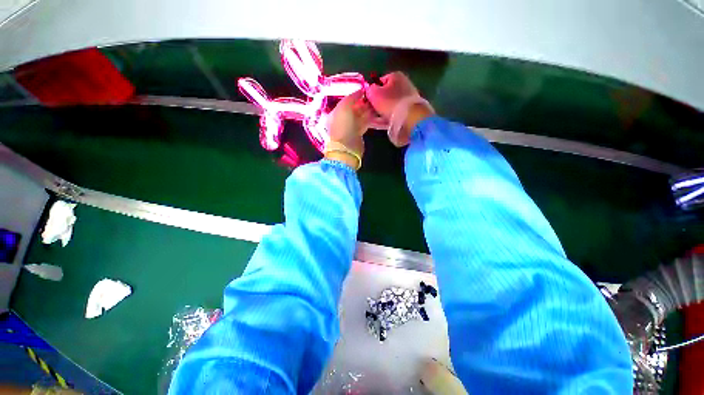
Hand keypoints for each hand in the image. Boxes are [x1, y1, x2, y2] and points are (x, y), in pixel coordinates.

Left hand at [325, 89, 372, 168]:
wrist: (347, 148)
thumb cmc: (343, 126)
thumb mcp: (344, 107)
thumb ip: (352, 97)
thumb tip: (360, 90)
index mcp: (334, 113)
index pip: (345, 101)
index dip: (355, 96)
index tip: (365, 91)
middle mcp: (341, 120)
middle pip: (353, 109)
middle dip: (362, 103)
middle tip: (373, 97)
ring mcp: (349, 128)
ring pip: (359, 116)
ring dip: (367, 110)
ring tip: (376, 104)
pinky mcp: (357, 135)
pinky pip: (363, 123)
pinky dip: (369, 119)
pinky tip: (375, 113)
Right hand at [366, 72, 433, 146]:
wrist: (408, 117)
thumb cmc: (389, 102)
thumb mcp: (374, 93)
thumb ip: (369, 90)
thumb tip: (370, 90)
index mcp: (395, 76)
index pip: (380, 81)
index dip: (372, 91)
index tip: (367, 100)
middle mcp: (403, 85)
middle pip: (385, 94)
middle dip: (376, 103)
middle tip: (368, 111)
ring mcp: (407, 99)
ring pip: (389, 105)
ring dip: (379, 112)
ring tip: (370, 119)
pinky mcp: (408, 111)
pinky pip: (393, 114)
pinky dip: (385, 118)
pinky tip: (377, 124)